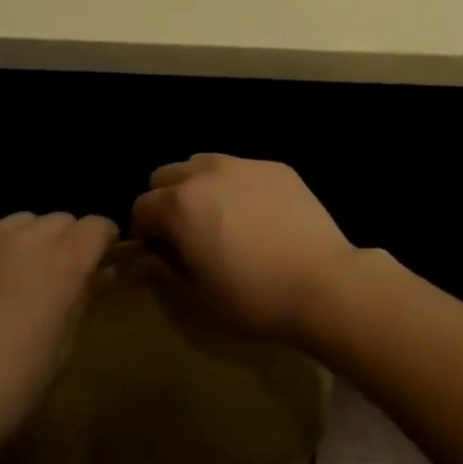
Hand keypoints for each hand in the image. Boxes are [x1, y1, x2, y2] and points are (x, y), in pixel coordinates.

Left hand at [0, 212, 116, 463]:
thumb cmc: (10, 391)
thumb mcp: (63, 348)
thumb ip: (84, 297)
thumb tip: (103, 272)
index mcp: (65, 262)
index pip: (98, 226)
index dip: (101, 243)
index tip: (97, 263)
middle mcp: (30, 237)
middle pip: (61, 220)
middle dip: (64, 243)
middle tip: (51, 279)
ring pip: (23, 222)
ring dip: (27, 242)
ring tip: (11, 277)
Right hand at [130, 155, 357, 342]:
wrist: (321, 280)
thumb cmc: (252, 297)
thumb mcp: (197, 300)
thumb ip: (161, 274)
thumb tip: (146, 259)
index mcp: (181, 204)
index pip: (141, 206)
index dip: (144, 233)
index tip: (160, 255)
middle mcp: (207, 172)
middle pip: (167, 175)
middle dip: (167, 201)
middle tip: (187, 236)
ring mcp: (244, 163)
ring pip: (203, 164)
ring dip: (199, 187)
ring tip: (221, 221)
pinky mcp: (275, 165)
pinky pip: (241, 168)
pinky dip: (236, 186)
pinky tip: (257, 217)